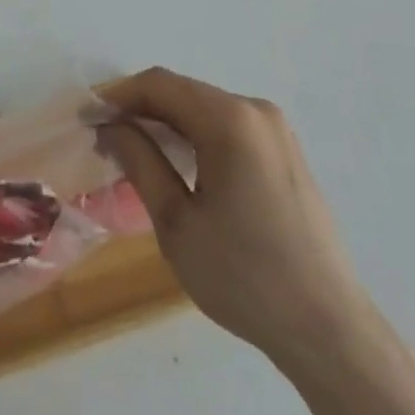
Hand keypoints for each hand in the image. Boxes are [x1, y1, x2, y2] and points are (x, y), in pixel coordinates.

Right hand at [98, 67, 364, 364]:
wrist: (328, 330)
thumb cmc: (244, 276)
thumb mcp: (177, 222)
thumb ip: (140, 162)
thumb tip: (111, 127)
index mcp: (230, 120)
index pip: (159, 85)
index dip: (117, 96)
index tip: (85, 118)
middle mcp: (256, 110)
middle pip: (183, 92)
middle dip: (140, 109)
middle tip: (104, 138)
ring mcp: (276, 130)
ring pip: (205, 108)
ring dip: (167, 122)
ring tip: (133, 151)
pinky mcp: (285, 152)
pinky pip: (228, 126)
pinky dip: (195, 135)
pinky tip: (176, 163)